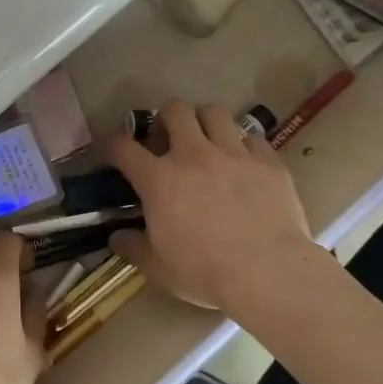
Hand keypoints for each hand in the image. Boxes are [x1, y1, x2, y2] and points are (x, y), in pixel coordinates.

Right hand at [108, 99, 319, 313]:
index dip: (113, 146)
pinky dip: (244, 146)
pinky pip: (253, 138)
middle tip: (169, 141)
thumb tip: (117, 237)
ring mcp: (234, 154)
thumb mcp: (157, 268)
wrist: (269, 273)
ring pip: (215, 112)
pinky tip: (244, 164)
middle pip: (175, 109)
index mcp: (159, 179)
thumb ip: (132, 247)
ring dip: (205, 123)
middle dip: (166, 118)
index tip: (115, 155)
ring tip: (207, 142)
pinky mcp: (268, 162)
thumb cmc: (205, 272)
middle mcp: (193, 155)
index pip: (123, 146)